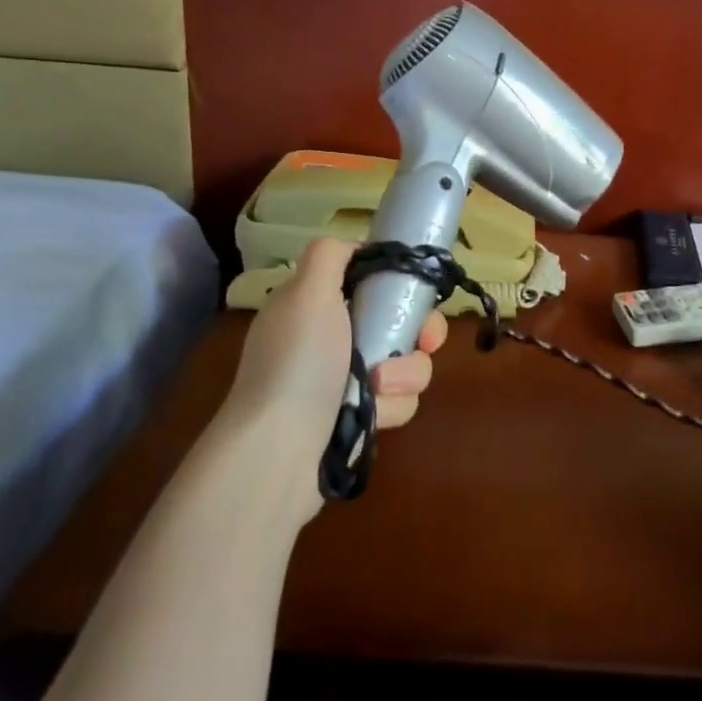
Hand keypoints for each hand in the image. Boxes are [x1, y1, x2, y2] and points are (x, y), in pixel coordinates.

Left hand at [220, 238, 443, 504]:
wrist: (278, 453)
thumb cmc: (298, 364)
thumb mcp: (306, 293)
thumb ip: (330, 255)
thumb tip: (355, 247)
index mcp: (318, 304)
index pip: (373, 280)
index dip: (402, 283)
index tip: (418, 293)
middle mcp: (334, 339)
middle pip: (401, 321)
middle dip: (418, 333)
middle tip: (423, 342)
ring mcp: (348, 381)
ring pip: (408, 362)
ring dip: (404, 375)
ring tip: (378, 390)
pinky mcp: (361, 418)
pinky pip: (400, 400)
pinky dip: (391, 407)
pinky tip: (372, 417)